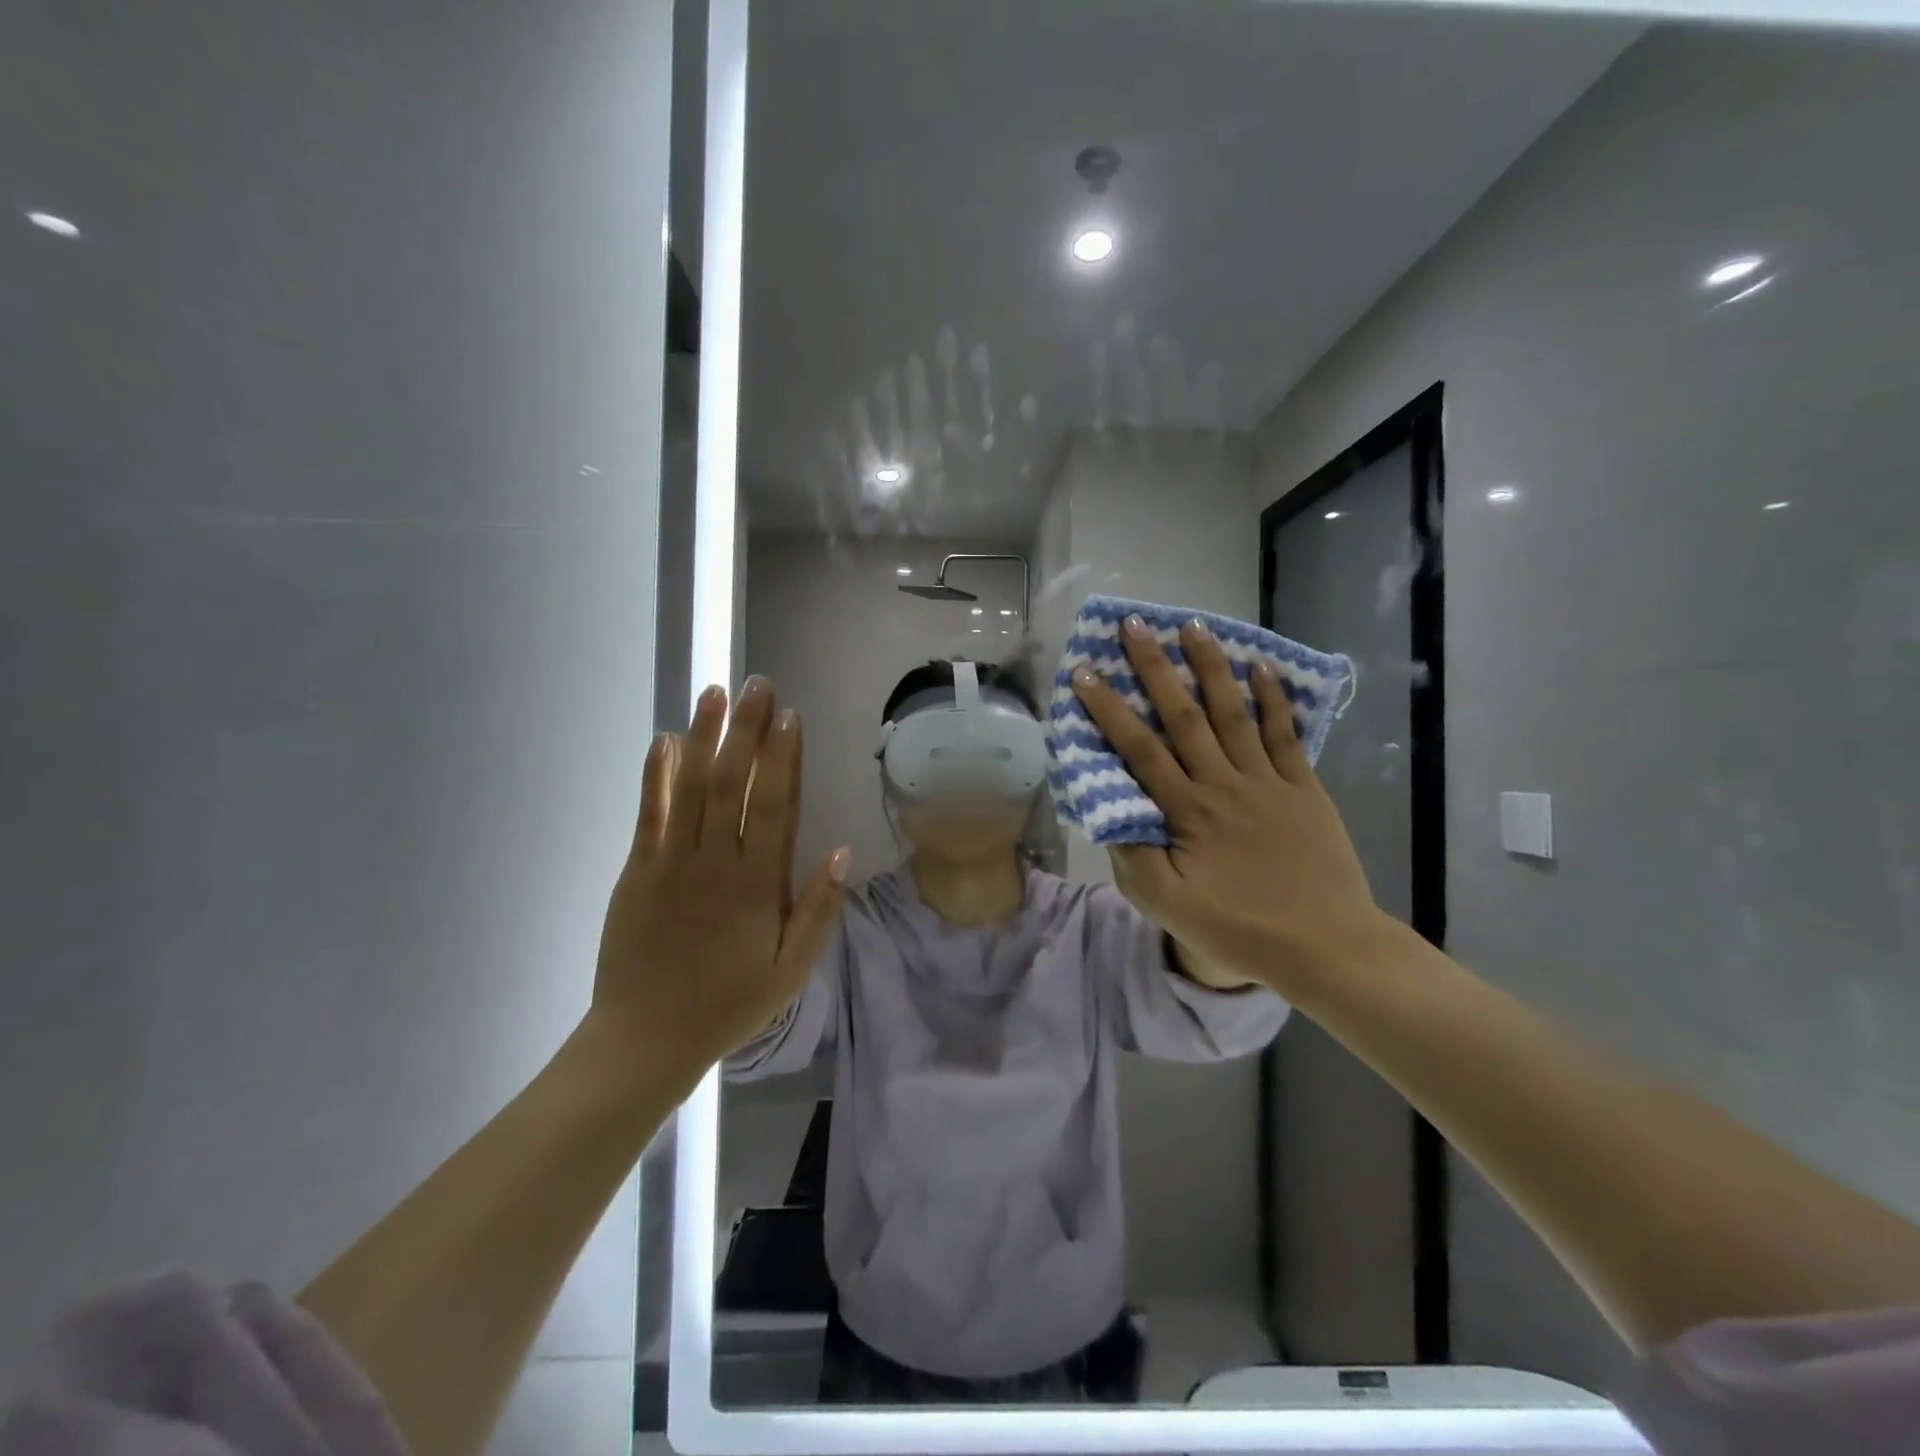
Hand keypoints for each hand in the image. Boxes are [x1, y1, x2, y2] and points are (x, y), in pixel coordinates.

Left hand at [589, 677, 849, 1079]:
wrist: (646, 1038)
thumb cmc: (728, 1003)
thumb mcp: (791, 970)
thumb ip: (818, 910)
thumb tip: (841, 851)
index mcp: (758, 884)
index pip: (775, 805)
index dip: (783, 758)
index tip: (789, 715)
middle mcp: (716, 862)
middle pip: (734, 783)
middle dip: (746, 730)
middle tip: (756, 684)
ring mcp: (672, 863)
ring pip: (690, 787)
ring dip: (703, 737)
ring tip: (713, 694)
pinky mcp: (637, 871)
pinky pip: (648, 813)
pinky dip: (655, 775)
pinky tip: (663, 740)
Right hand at [1071, 617, 1390, 996]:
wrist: (1328, 946)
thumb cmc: (1242, 930)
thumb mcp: (1170, 908)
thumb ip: (1134, 859)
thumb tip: (1109, 813)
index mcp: (1188, 812)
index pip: (1140, 750)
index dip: (1110, 710)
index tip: (1085, 673)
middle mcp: (1224, 784)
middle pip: (1183, 716)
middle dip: (1155, 668)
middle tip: (1135, 625)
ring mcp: (1267, 781)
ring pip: (1233, 713)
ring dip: (1211, 667)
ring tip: (1193, 625)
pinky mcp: (1302, 787)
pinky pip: (1284, 734)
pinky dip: (1272, 699)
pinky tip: (1260, 666)